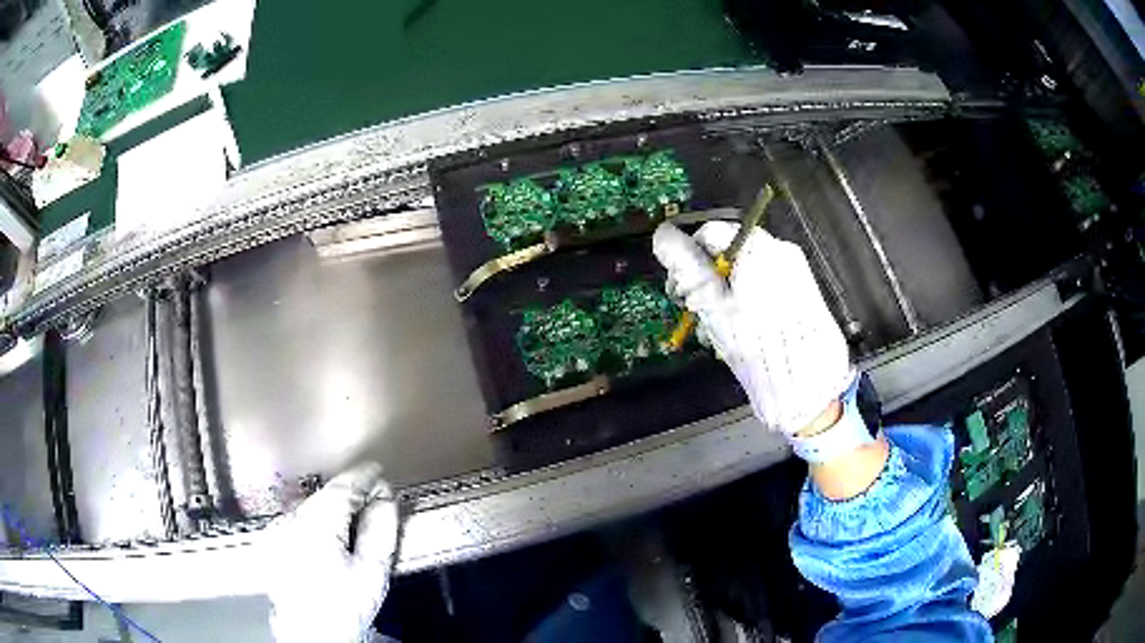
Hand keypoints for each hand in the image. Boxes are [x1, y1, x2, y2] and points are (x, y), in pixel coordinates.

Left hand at [264, 463, 398, 642]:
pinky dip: (318, 520)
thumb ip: (380, 531)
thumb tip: (386, 499)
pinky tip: (330, 538)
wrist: (308, 634)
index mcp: (316, 523)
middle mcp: (291, 518)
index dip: (364, 476)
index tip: (381, 471)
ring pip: (311, 507)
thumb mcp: (371, 572)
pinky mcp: (273, 542)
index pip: (342, 486)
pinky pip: (300, 520)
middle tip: (375, 499)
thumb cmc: (343, 605)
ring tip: (355, 519)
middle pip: (325, 495)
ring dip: (333, 507)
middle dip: (351, 494)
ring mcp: (278, 529)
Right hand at [652, 221, 853, 437]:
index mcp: (759, 247)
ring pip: (746, 273)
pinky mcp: (803, 294)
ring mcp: (795, 272)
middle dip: (705, 280)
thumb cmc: (755, 343)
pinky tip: (739, 332)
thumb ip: (686, 265)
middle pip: (729, 252)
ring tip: (715, 331)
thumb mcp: (713, 304)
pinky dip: (746, 303)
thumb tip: (662, 235)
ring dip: (723, 296)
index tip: (679, 290)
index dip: (687, 257)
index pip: (711, 232)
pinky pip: (765, 287)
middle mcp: (781, 250)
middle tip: (694, 312)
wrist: (807, 384)